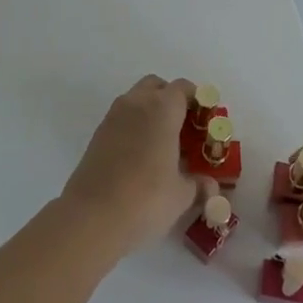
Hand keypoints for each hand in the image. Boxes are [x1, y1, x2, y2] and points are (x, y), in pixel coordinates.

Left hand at [58, 75, 199, 258]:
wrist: (91, 216)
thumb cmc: (145, 199)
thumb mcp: (181, 195)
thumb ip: (198, 185)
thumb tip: (211, 186)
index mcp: (162, 109)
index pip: (183, 88)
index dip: (198, 101)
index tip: (206, 122)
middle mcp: (136, 103)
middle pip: (157, 86)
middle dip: (172, 100)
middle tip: (185, 129)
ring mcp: (113, 116)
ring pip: (137, 99)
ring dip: (151, 111)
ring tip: (164, 144)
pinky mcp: (98, 133)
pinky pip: (122, 117)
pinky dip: (135, 125)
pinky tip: (142, 156)